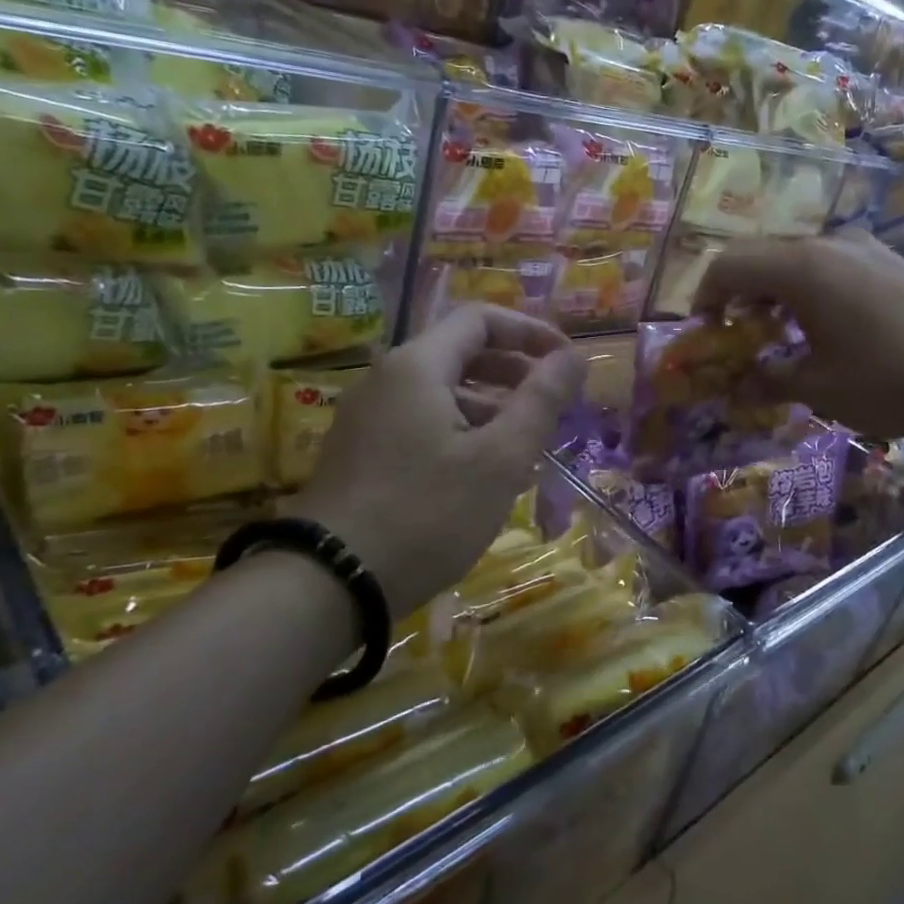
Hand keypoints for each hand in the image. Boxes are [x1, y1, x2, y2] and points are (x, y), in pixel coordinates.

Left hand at [294, 305, 586, 617]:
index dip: (531, 332)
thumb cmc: (427, 513)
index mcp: (417, 366)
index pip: (481, 319)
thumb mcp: (499, 458)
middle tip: (553, 406)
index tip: (567, 362)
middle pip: (461, 353)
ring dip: (491, 407)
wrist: (330, 584)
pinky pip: (422, 422)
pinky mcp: (362, 452)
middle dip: (514, 372)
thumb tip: (574, 355)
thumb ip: (541, 400)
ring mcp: (369, 417)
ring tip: (528, 447)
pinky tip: (485, 474)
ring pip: (442, 392)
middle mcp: (387, 379)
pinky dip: (462, 432)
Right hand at [698, 230, 903, 439]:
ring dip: (776, 292)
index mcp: (799, 267)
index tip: (707, 332)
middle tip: (741, 336)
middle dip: (740, 294)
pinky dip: (811, 290)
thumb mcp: (819, 388)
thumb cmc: (889, 377)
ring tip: (782, 334)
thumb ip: (770, 381)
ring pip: (799, 259)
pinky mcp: (892, 261)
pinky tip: (829, 328)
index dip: (706, 296)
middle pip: (762, 256)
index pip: (728, 265)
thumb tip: (739, 386)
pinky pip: (833, 265)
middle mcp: (829, 244)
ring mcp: (866, 247)